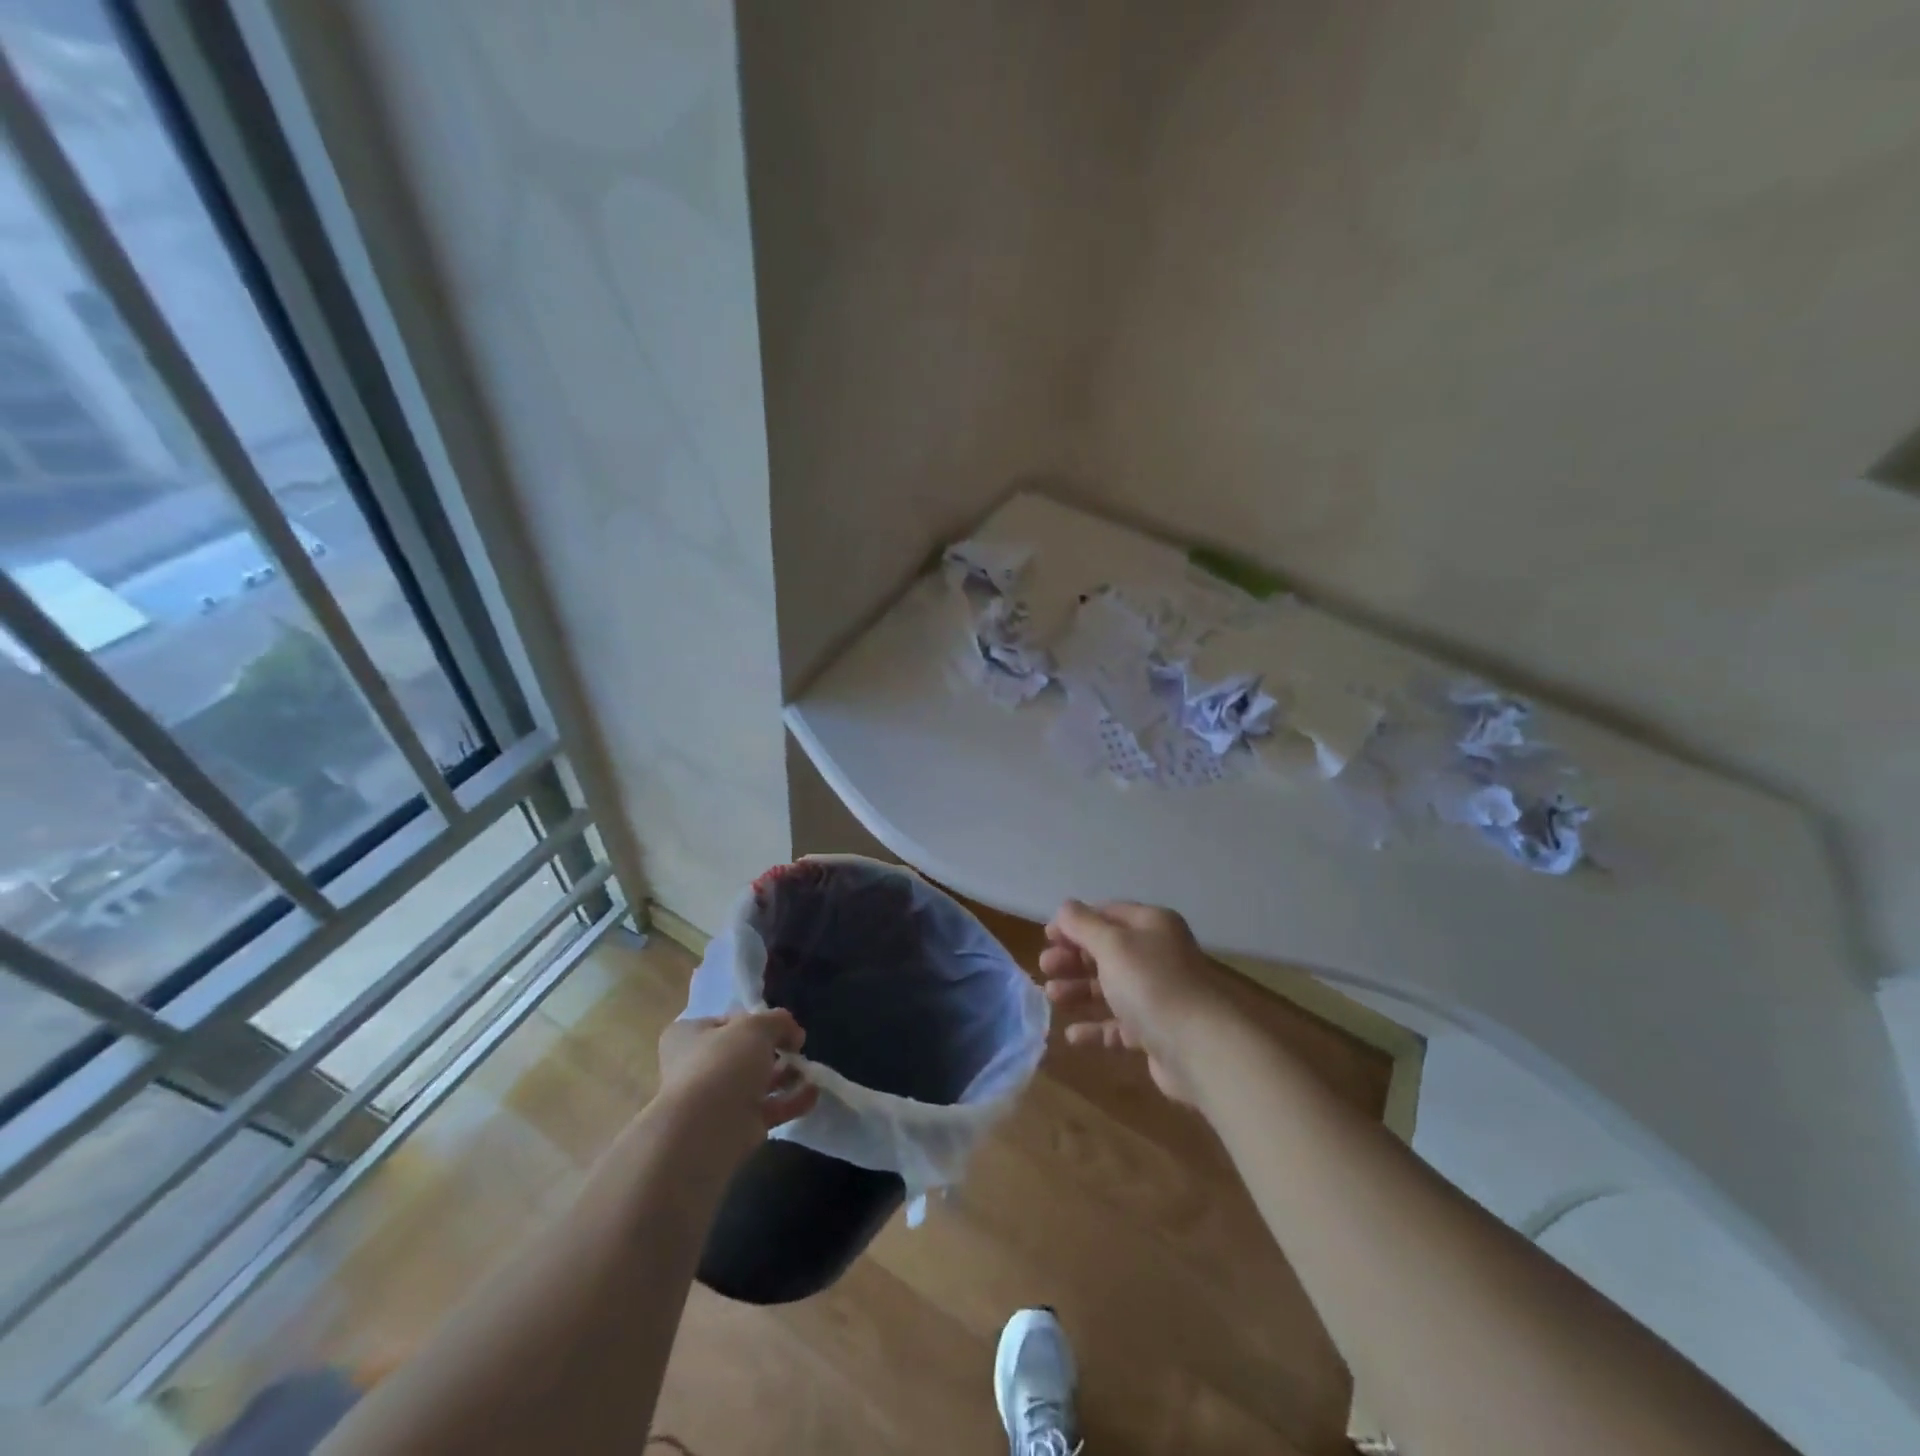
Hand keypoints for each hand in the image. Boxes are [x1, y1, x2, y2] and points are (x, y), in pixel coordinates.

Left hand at [656, 1010, 818, 1164]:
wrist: (705, 1132)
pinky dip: (790, 1101)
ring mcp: (716, 1100)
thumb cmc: (722, 1065)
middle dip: (776, 1051)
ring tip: (811, 1071)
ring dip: (787, 1075)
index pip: (729, 1021)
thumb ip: (778, 1021)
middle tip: (798, 1049)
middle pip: (745, 1053)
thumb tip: (793, 1034)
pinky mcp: (735, 1128)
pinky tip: (812, 1094)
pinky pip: (767, 1109)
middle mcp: (697, 1067)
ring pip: (758, 1082)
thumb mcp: (756, 1027)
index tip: (783, 1026)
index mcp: (689, 1036)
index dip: (758, 1020)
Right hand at [1039, 901, 1232, 1105]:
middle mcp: (1157, 955)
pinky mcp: (1156, 1031)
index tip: (1047, 937)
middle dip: (1073, 957)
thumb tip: (1065, 907)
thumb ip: (1083, 925)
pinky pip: (1120, 1025)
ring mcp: (1158, 994)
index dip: (1075, 923)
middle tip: (1045, 968)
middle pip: (1107, 950)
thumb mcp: (1112, 945)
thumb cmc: (1151, 984)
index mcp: (1151, 925)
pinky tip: (1072, 1036)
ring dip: (1079, 990)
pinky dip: (1096, 1028)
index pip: (1108, 914)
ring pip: (1110, 987)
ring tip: (1052, 998)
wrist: (1200, 1048)